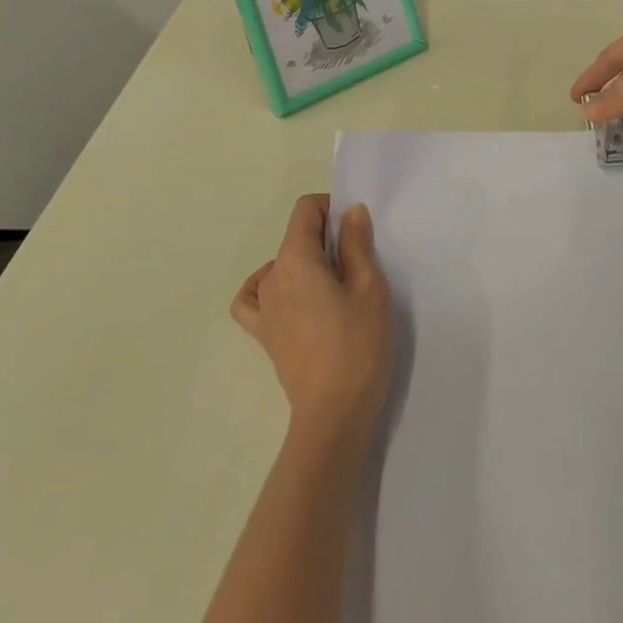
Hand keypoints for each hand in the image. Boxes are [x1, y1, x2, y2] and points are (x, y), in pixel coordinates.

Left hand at [232, 194, 391, 441]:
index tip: (356, 230)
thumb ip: (356, 244)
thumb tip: (349, 211)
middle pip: (294, 236)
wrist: (334, 413)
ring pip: (279, 264)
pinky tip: (290, 296)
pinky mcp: (264, 334)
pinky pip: (254, 298)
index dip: (331, 208)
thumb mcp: (369, 287)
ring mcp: (263, 307)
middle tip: (357, 263)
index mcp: (295, 259)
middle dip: (325, 237)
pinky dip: (267, 287)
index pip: (305, 210)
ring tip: (333, 284)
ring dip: (305, 262)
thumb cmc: (357, 344)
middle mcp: (272, 277)